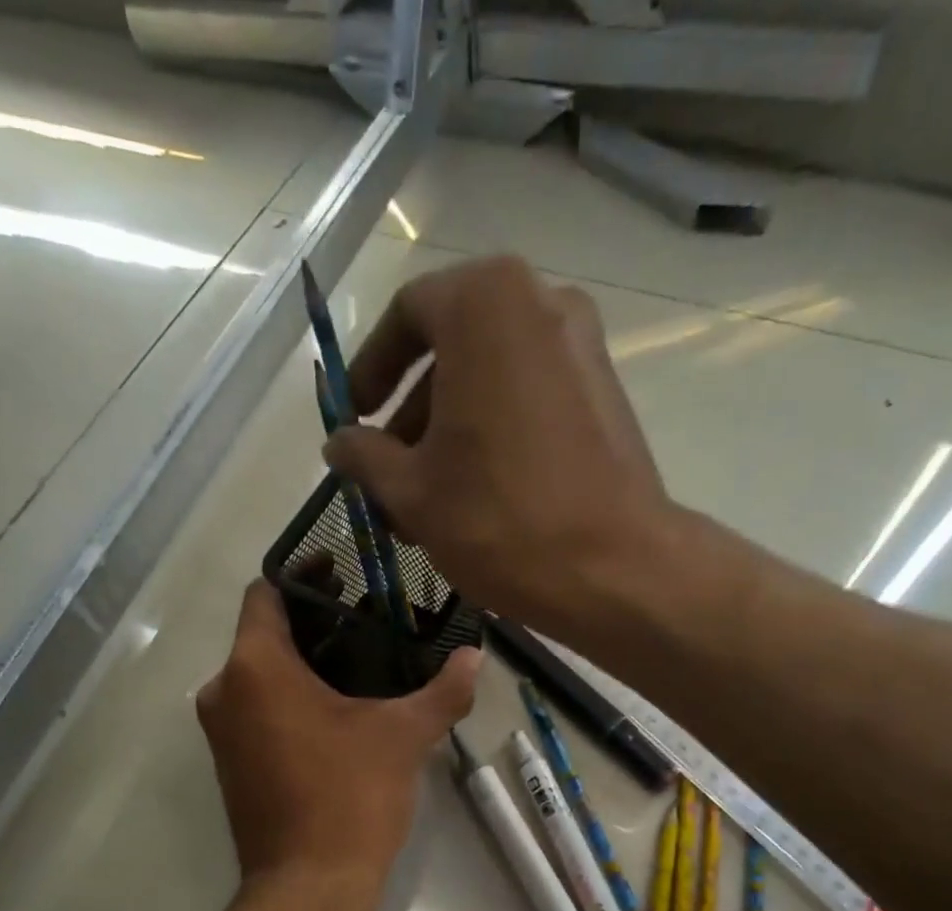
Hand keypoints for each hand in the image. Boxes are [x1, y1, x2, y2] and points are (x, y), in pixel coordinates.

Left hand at [197, 580, 481, 886]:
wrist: (309, 886)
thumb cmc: (350, 797)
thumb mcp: (403, 736)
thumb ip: (442, 690)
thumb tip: (476, 657)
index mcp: (255, 668)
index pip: (265, 593)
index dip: (303, 575)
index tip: (345, 571)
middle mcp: (224, 691)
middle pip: (264, 633)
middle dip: (313, 620)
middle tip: (369, 615)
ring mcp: (222, 731)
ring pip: (260, 674)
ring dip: (303, 662)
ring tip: (362, 658)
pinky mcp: (231, 763)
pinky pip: (258, 709)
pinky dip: (290, 696)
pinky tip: (339, 706)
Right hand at [322, 255, 676, 638]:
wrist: (613, 568)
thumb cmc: (498, 518)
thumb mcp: (411, 490)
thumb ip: (365, 456)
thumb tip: (338, 442)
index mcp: (485, 304)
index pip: (407, 315)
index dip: (370, 369)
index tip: (354, 418)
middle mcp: (541, 302)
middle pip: (453, 349)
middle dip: (411, 413)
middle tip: (388, 472)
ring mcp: (583, 346)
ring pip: (492, 378)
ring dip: (450, 430)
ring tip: (426, 498)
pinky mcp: (606, 393)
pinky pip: (530, 396)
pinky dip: (494, 431)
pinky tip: (476, 493)